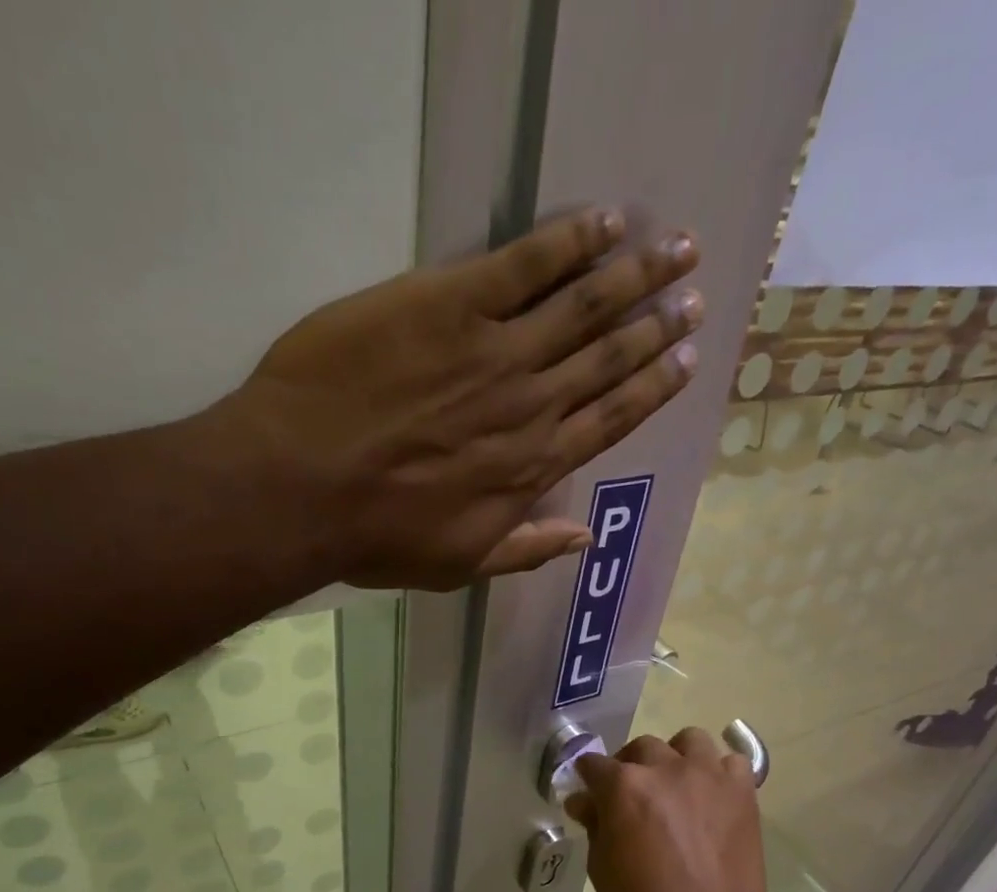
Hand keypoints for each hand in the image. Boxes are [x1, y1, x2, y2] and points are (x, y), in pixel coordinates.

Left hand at [224, 208, 702, 589]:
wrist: (303, 486)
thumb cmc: (377, 535)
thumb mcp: (460, 565)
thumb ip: (527, 549)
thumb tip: (585, 539)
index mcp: (533, 467)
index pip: (611, 418)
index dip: (653, 387)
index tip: (686, 359)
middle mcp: (532, 405)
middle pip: (609, 357)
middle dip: (657, 324)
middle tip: (693, 294)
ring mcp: (496, 351)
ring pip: (584, 306)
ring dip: (635, 274)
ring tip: (676, 248)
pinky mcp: (452, 304)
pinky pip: (525, 264)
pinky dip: (569, 241)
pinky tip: (605, 222)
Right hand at [567, 727, 770, 891]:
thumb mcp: (601, 867)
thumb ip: (595, 824)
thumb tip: (585, 802)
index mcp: (624, 786)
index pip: (594, 764)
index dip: (587, 778)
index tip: (589, 792)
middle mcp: (666, 768)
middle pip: (641, 747)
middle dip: (630, 766)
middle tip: (632, 796)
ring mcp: (708, 775)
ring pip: (689, 741)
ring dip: (677, 758)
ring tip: (678, 786)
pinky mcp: (742, 790)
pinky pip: (731, 762)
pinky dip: (720, 772)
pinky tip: (713, 795)